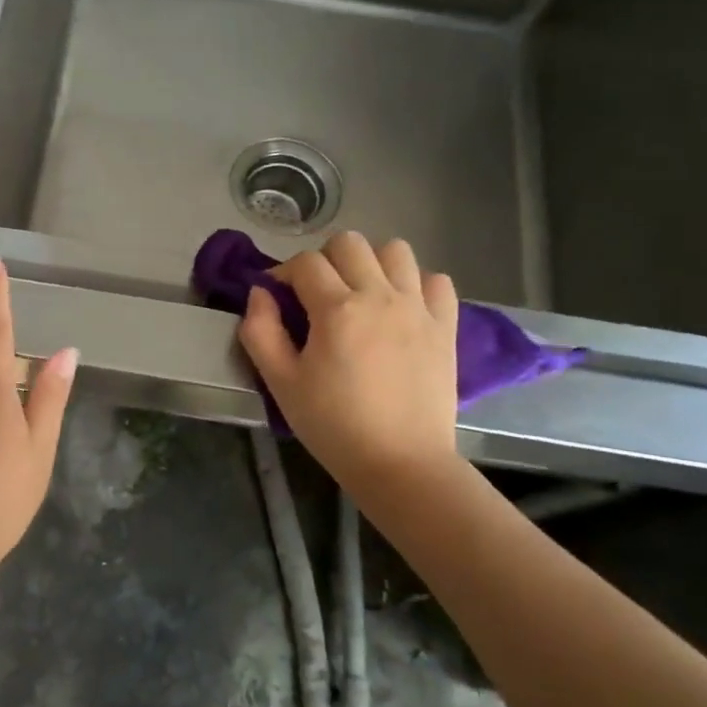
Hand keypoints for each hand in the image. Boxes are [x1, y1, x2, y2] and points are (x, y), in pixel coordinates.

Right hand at [239, 231, 460, 493]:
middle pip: (350, 243)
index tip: (277, 296)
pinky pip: (436, 280)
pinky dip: (415, 284)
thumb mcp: (280, 383)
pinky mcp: (446, 326)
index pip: (305, 263)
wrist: (400, 463)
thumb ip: (261, 331)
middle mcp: (380, 296)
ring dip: (371, 263)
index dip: (284, 273)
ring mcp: (419, 308)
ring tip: (360, 294)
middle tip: (316, 294)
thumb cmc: (333, 426)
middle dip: (325, 259)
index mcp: (337, 309)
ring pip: (396, 250)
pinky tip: (400, 308)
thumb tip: (260, 293)